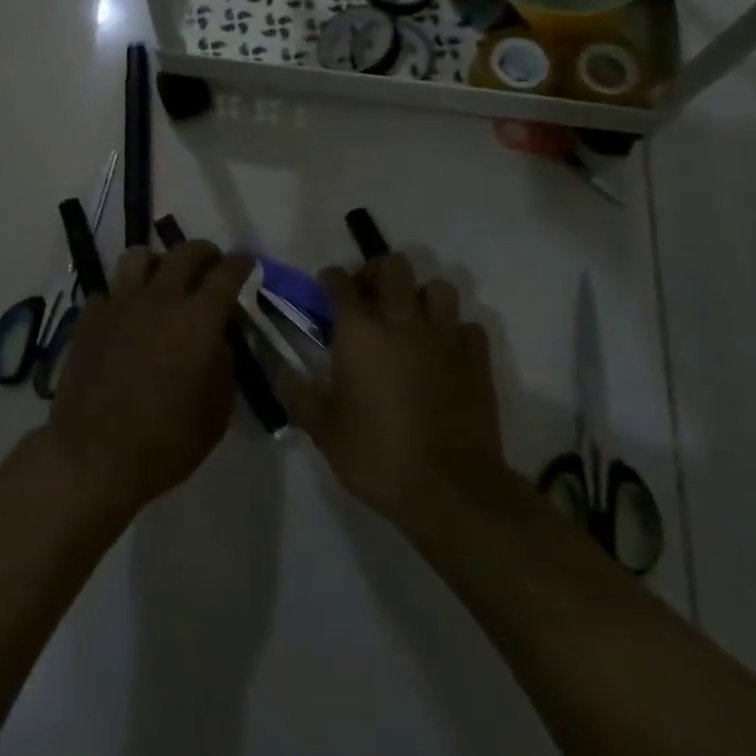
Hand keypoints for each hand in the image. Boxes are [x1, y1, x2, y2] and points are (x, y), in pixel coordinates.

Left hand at [45, 241, 253, 516]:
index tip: (246, 263)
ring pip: (141, 256)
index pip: (226, 274)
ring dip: (159, 262)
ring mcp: (120, 303)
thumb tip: (220, 341)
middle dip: (205, 253)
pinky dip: (124, 294)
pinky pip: (110, 288)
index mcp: (198, 320)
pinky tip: (127, 314)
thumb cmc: (164, 442)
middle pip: (185, 252)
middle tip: (210, 266)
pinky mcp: (90, 316)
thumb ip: (224, 366)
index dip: (240, 264)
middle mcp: (160, 299)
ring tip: (163, 281)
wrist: (92, 457)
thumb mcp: (216, 413)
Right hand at [293, 254, 507, 532]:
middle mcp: (403, 320)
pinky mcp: (476, 359)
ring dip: (422, 297)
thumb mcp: (323, 430)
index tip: (326, 288)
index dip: (330, 279)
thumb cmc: (377, 455)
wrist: (450, 489)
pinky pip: (468, 327)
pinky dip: (455, 332)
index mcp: (360, 331)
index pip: (341, 282)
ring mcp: (444, 337)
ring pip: (439, 288)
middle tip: (369, 298)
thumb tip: (279, 373)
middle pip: (394, 266)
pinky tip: (445, 352)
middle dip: (378, 273)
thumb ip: (298, 395)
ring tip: (411, 321)